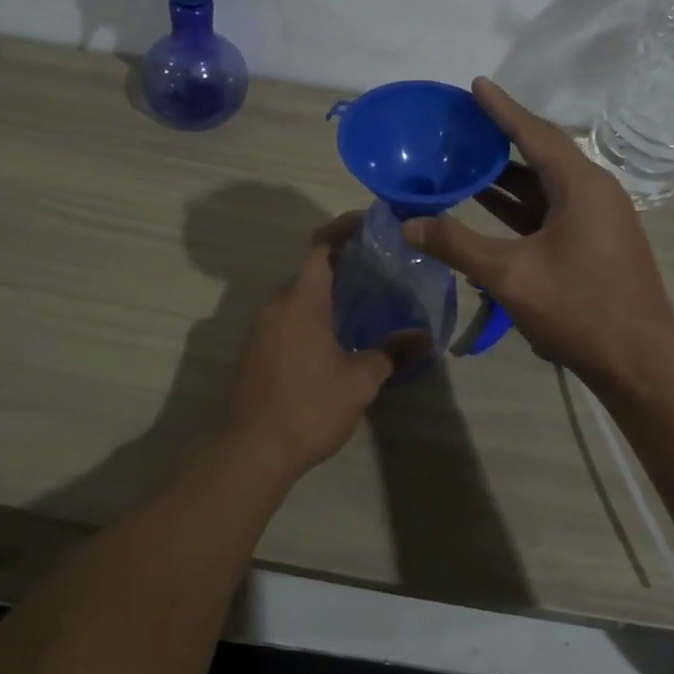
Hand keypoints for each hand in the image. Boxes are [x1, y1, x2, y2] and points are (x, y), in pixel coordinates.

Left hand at [225, 214, 427, 480]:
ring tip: (365, 297)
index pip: (321, 246)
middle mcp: (276, 304)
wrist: (249, 450)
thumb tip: (424, 338)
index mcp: (301, 300)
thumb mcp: (359, 382)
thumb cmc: (308, 407)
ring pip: (298, 294)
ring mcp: (261, 326)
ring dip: (327, 289)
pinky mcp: (255, 348)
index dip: (343, 228)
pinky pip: (287, 315)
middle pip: (310, 268)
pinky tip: (337, 331)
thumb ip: (391, 353)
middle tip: (380, 265)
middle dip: (342, 261)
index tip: (370, 222)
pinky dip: (312, 311)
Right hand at [403, 79, 673, 389]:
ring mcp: (597, 218)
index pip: (535, 133)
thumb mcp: (510, 275)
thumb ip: (456, 244)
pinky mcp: (593, 241)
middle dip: (501, 137)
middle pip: (541, 152)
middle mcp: (593, 191)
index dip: (502, 109)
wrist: (641, 364)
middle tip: (462, 122)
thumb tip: (408, 222)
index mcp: (581, 186)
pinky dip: (519, 203)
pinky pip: (550, 208)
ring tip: (465, 157)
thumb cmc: (580, 310)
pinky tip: (487, 203)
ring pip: (544, 183)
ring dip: (506, 174)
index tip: (476, 85)